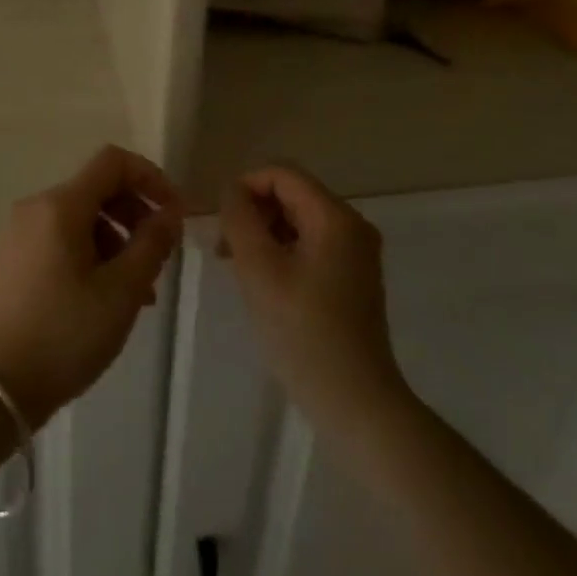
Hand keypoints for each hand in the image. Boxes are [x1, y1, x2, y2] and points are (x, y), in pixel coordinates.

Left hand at [0, 145, 181, 427]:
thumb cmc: (62, 335)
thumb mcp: (121, 292)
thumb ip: (152, 244)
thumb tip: (169, 213)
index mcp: (61, 205)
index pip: (113, 161)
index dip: (151, 178)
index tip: (173, 215)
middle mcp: (33, 209)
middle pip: (96, 191)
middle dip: (134, 217)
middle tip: (156, 260)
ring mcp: (14, 237)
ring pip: (77, 222)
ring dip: (113, 244)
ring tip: (133, 295)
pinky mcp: (4, 264)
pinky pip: (55, 243)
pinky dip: (86, 258)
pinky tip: (97, 303)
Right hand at [219, 165, 409, 433]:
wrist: (355, 401)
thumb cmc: (303, 333)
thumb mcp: (259, 270)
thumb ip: (240, 219)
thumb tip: (232, 190)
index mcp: (335, 216)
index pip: (283, 174)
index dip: (245, 187)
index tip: (220, 223)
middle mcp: (352, 225)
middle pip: (292, 194)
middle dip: (254, 213)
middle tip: (224, 250)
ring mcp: (356, 252)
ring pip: (299, 221)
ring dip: (264, 234)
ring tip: (237, 268)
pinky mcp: (352, 277)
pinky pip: (310, 245)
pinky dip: (282, 252)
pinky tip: (263, 282)